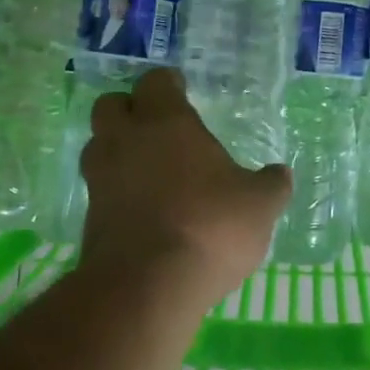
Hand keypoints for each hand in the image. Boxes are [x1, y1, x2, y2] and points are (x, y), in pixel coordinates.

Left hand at [79, 69, 291, 303]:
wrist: (146, 287)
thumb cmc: (210, 226)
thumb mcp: (259, 205)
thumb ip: (270, 185)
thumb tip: (280, 175)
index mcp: (167, 123)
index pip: (156, 82)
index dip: (168, 83)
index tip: (181, 89)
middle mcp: (126, 141)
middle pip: (111, 106)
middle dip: (130, 109)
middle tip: (157, 125)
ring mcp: (101, 180)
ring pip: (98, 146)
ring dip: (118, 149)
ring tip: (148, 166)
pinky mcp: (89, 218)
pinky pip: (100, 189)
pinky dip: (117, 190)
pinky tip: (143, 207)